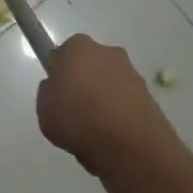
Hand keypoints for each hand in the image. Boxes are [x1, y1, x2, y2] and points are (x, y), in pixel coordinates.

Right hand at [36, 34, 171, 172]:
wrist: (129, 143)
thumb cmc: (77, 118)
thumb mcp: (43, 106)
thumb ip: (49, 91)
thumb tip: (59, 87)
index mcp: (78, 48)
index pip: (63, 54)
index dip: (58, 73)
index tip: (56, 93)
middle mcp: (107, 52)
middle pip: (89, 66)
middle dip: (83, 83)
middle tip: (72, 110)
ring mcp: (131, 73)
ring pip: (108, 84)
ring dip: (102, 99)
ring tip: (93, 129)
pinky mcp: (149, 95)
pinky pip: (124, 101)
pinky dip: (117, 113)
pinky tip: (110, 135)